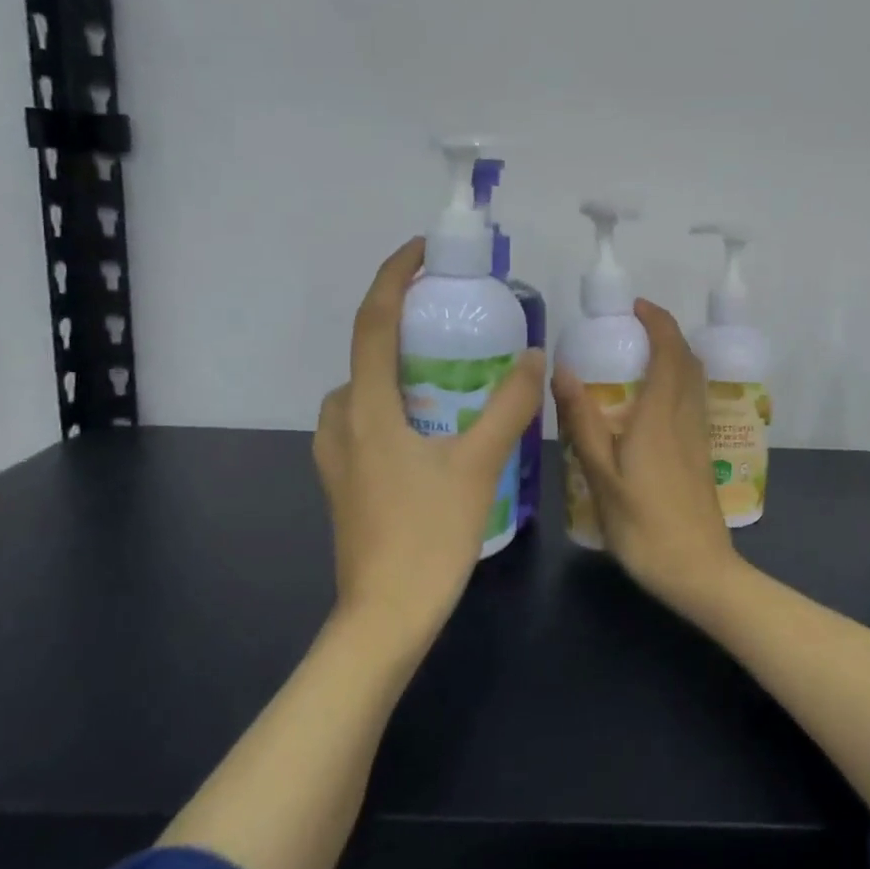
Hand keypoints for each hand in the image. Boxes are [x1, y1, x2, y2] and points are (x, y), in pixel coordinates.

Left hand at [314, 238, 545, 652]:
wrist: (385, 616)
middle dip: (404, 324)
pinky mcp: (344, 481)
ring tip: (448, 371)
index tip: (422, 251)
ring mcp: (336, 455)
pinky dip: (394, 402)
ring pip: (364, 390)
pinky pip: (365, 420)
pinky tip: (432, 427)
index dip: (395, 277)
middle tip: (453, 319)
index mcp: (367, 408)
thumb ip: (509, 406)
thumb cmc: (429, 535)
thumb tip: (533, 355)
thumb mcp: (479, 465)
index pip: (374, 321)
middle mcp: (341, 422)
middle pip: (367, 353)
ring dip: (398, 367)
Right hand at [552, 299, 745, 619]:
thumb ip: (583, 421)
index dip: (658, 322)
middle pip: (687, 361)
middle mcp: (684, 418)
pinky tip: (653, 404)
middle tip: (633, 329)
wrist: (698, 571)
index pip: (669, 352)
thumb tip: (563, 369)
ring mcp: (698, 438)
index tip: (636, 307)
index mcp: (660, 416)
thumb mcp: (601, 476)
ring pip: (694, 382)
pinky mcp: (702, 456)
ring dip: (674, 357)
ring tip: (640, 358)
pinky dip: (677, 383)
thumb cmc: (644, 526)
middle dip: (666, 334)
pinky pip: (692, 402)